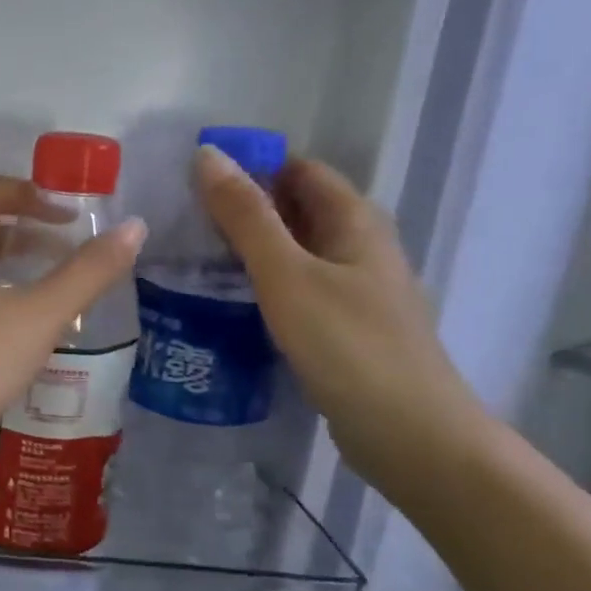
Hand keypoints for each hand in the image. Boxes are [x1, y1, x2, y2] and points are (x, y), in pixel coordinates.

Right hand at [195, 147, 487, 489]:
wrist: (409, 435)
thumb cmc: (347, 345)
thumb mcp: (286, 274)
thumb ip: (246, 217)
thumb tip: (207, 155)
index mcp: (355, 221)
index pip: (299, 169)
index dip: (251, 166)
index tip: (195, 180)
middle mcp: (360, 247)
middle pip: (297, 210)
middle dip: (244, 208)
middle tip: (182, 221)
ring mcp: (355, 290)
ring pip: (294, 252)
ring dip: (249, 249)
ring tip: (191, 258)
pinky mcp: (344, 328)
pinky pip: (297, 289)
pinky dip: (263, 285)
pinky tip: (227, 302)